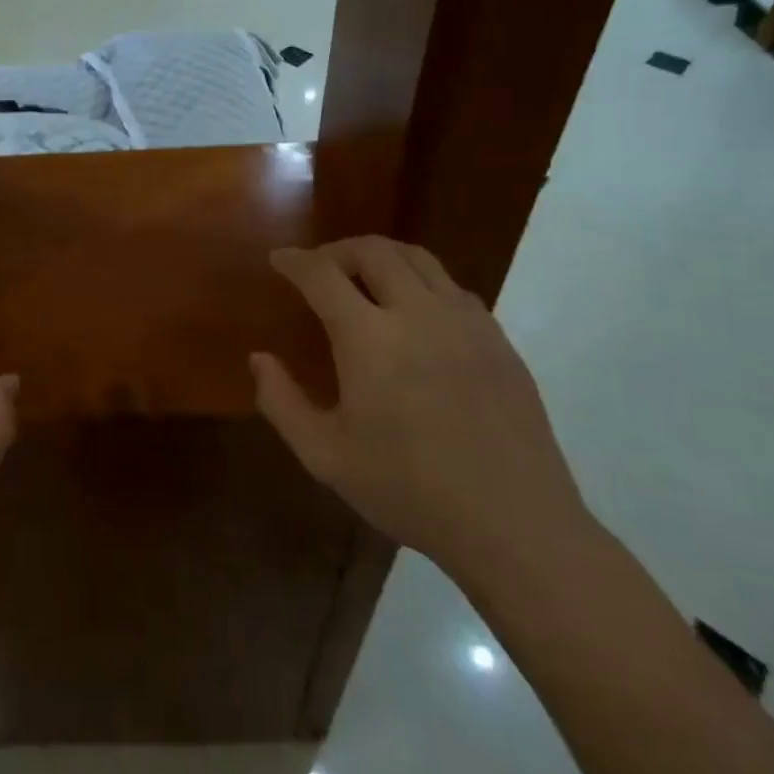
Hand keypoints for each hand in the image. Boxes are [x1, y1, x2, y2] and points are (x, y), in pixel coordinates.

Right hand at [252, 237, 587, 581]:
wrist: (514, 524)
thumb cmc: (410, 491)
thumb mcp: (326, 456)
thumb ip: (282, 402)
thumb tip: (259, 358)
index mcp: (369, 338)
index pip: (322, 274)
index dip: (295, 260)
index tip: (279, 258)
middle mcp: (418, 313)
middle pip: (373, 250)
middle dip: (337, 249)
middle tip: (319, 268)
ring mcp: (465, 321)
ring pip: (418, 258)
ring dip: (381, 256)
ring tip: (363, 277)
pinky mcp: (498, 338)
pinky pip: (451, 286)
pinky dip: (421, 280)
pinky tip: (414, 312)